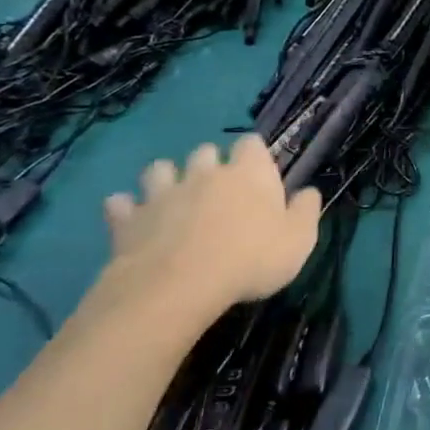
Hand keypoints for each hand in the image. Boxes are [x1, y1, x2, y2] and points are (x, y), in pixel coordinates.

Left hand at [93, 135, 321, 330]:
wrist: (179, 286)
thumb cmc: (251, 260)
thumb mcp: (299, 240)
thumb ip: (306, 211)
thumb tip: (309, 192)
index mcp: (249, 173)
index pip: (252, 144)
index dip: (254, 156)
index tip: (259, 175)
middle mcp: (205, 173)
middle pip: (205, 152)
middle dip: (209, 165)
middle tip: (217, 192)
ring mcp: (163, 193)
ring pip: (159, 169)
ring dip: (166, 178)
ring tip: (173, 199)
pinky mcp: (128, 219)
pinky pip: (120, 203)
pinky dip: (126, 208)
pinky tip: (132, 221)